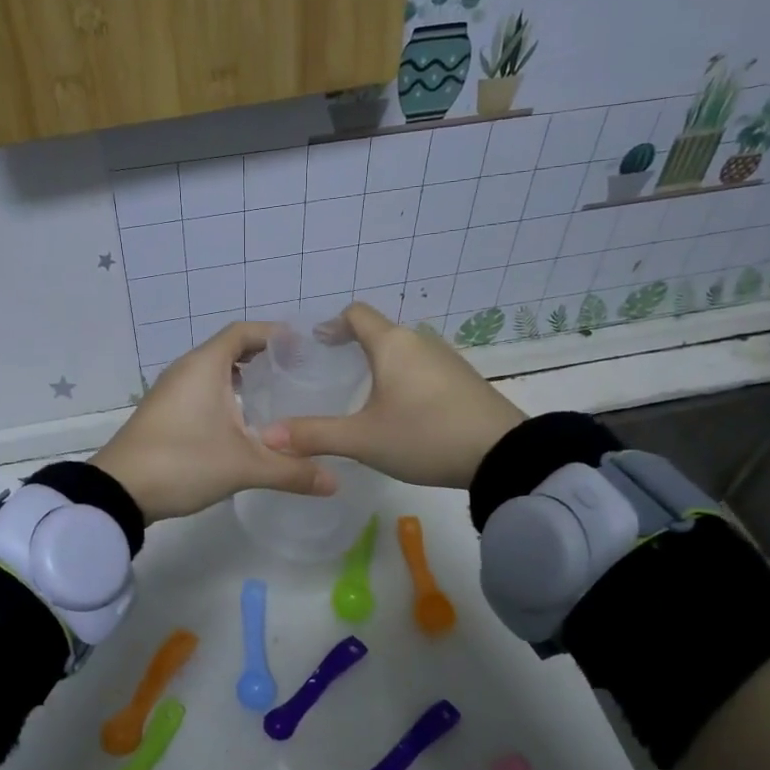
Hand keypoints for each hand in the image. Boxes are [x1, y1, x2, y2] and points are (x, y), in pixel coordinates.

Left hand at [91, 322, 335, 521]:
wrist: (119, 491)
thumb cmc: (183, 462)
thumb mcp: (244, 466)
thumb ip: (292, 470)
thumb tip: (335, 482)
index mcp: (205, 366)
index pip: (243, 332)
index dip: (274, 334)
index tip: (304, 346)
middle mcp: (186, 370)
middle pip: (229, 349)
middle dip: (263, 357)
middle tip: (298, 374)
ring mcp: (170, 392)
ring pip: (213, 372)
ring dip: (242, 378)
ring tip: (277, 397)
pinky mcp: (163, 413)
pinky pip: (200, 391)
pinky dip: (225, 395)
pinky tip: (243, 423)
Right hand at [259, 302, 524, 488]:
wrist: (501, 454)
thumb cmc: (424, 435)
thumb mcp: (362, 439)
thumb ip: (314, 435)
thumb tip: (268, 436)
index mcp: (392, 344)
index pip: (356, 314)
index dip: (332, 324)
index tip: (316, 344)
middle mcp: (419, 341)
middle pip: (380, 332)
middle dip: (354, 348)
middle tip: (333, 375)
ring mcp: (447, 360)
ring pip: (403, 352)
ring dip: (381, 365)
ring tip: (364, 396)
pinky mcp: (464, 380)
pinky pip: (423, 369)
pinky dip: (405, 379)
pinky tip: (402, 411)